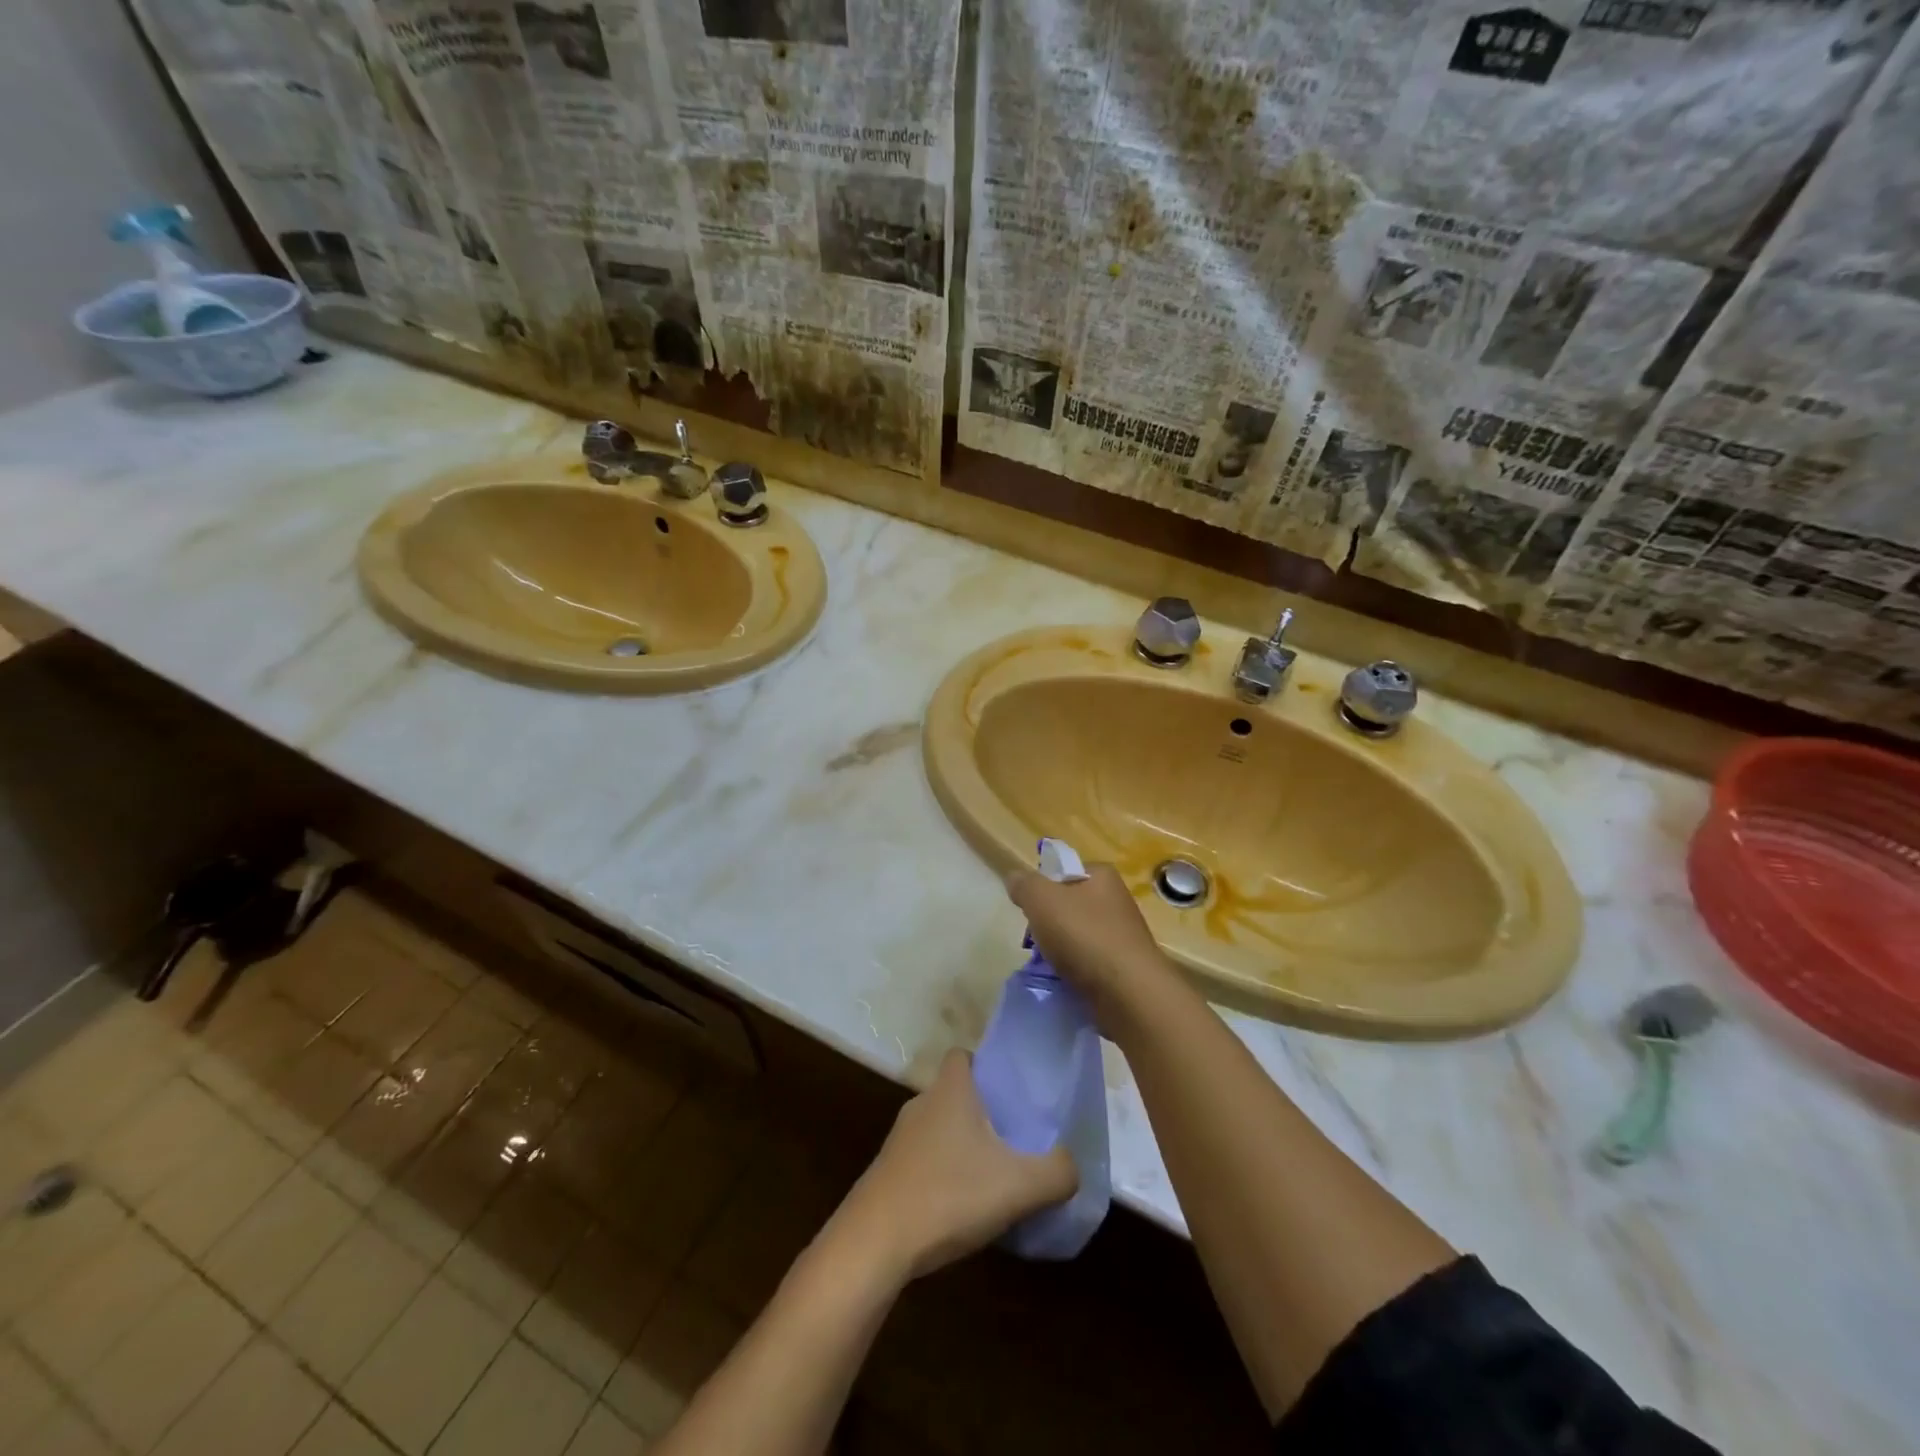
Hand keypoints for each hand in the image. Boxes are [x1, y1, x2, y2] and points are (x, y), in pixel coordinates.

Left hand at [834, 1050, 1076, 1279]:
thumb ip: (1057, 1172)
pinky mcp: (887, 1173)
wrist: (875, 1243)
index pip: (963, 1055)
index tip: (1011, 1092)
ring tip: (993, 1178)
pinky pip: (924, 1160)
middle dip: (982, 1112)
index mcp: (949, 1090)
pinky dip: (943, 1174)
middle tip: (1014, 1139)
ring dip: (962, 1147)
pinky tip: (961, 1209)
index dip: (986, 1066)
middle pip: (954, 1094)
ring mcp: (899, 1140)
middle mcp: (921, 1104)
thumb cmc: (948, 1195)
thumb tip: (1072, 1165)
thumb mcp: (1019, 1185)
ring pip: (939, 1129)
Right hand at [1005, 862, 1171, 1019]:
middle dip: (1048, 924)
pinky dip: (1074, 971)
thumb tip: (1015, 878)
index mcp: (1102, 877)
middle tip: (1035, 941)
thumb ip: (1024, 885)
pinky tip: (1065, 981)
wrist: (1129, 993)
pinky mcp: (1124, 968)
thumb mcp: (1041, 899)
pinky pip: (1089, 963)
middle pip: (1069, 906)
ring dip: (1059, 950)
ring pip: (1077, 936)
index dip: (1043, 888)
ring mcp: (1123, 936)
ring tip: (1048, 966)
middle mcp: (1117, 901)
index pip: (1065, 871)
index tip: (1031, 910)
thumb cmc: (1085, 936)